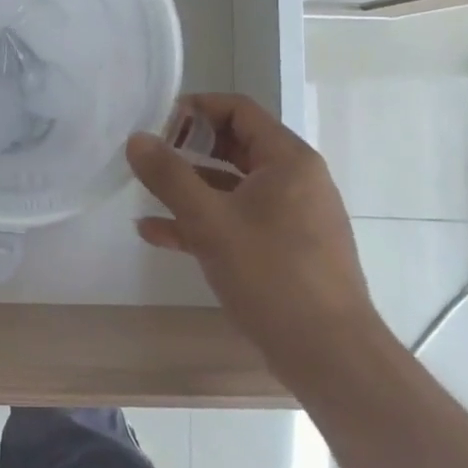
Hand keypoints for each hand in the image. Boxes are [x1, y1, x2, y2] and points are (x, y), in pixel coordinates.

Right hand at [127, 94, 379, 363]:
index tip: (158, 123)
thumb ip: (169, 177)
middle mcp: (295, 180)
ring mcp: (293, 218)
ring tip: (146, 194)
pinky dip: (204, 222)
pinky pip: (239, 221)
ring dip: (190, 189)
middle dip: (189, 150)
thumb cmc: (272, 275)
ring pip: (234, 188)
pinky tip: (158, 234)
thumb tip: (137, 139)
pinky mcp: (286, 251)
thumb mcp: (210, 221)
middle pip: (235, 147)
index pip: (239, 110)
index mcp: (288, 160)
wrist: (331, 358)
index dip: (196, 109)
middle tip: (149, 156)